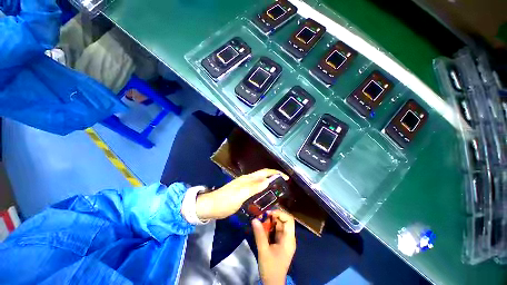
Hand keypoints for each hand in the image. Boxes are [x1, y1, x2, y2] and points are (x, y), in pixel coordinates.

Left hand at [195, 169, 288, 219]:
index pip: (264, 172)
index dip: (275, 173)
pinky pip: (256, 187)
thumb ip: (254, 187)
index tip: (286, 178)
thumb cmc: (225, 201)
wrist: (210, 206)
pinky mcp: (243, 191)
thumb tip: (268, 180)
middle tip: (283, 184)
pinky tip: (265, 195)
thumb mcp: (240, 195)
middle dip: (274, 177)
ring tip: (277, 189)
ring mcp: (244, 185)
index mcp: (248, 179)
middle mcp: (247, 180)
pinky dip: (263, 188)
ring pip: (260, 181)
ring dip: (269, 182)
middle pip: (263, 175)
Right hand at [252, 210, 295, 284]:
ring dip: (269, 221)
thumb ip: (259, 235)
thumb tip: (254, 219)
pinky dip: (268, 227)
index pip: (289, 219)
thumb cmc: (271, 268)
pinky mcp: (280, 243)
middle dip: (272, 216)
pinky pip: (275, 230)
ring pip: (278, 225)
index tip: (268, 213)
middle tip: (261, 216)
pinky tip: (261, 227)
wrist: (273, 284)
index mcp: (289, 239)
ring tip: (260, 220)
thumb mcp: (263, 251)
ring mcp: (284, 240)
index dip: (280, 213)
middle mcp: (288, 237)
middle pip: (283, 221)